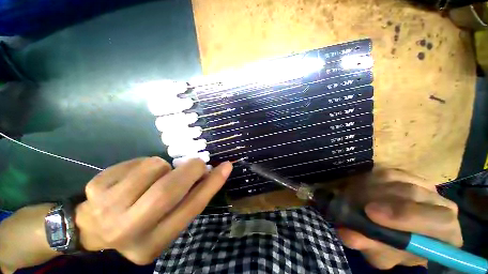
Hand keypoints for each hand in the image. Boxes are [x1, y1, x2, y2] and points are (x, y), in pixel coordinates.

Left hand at [75, 157, 232, 264]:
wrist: (94, 228)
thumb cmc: (140, 224)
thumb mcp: (168, 220)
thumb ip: (190, 198)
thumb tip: (209, 172)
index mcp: (154, 243)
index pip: (191, 208)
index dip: (212, 184)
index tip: (226, 166)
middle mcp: (129, 231)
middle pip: (168, 190)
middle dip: (190, 169)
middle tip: (196, 164)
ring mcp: (107, 208)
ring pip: (154, 167)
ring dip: (165, 167)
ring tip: (157, 176)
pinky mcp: (97, 187)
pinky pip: (137, 161)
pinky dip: (145, 164)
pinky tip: (135, 177)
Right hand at [337, 169, 461, 268]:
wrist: (387, 230)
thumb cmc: (390, 247)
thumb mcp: (379, 254)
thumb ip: (370, 246)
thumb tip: (350, 236)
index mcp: (445, 233)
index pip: (441, 222)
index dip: (406, 216)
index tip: (370, 213)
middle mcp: (441, 205)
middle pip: (415, 195)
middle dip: (382, 199)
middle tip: (359, 204)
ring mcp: (424, 186)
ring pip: (397, 180)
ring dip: (372, 189)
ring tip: (356, 199)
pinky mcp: (406, 174)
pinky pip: (386, 172)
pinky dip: (371, 180)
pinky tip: (363, 190)